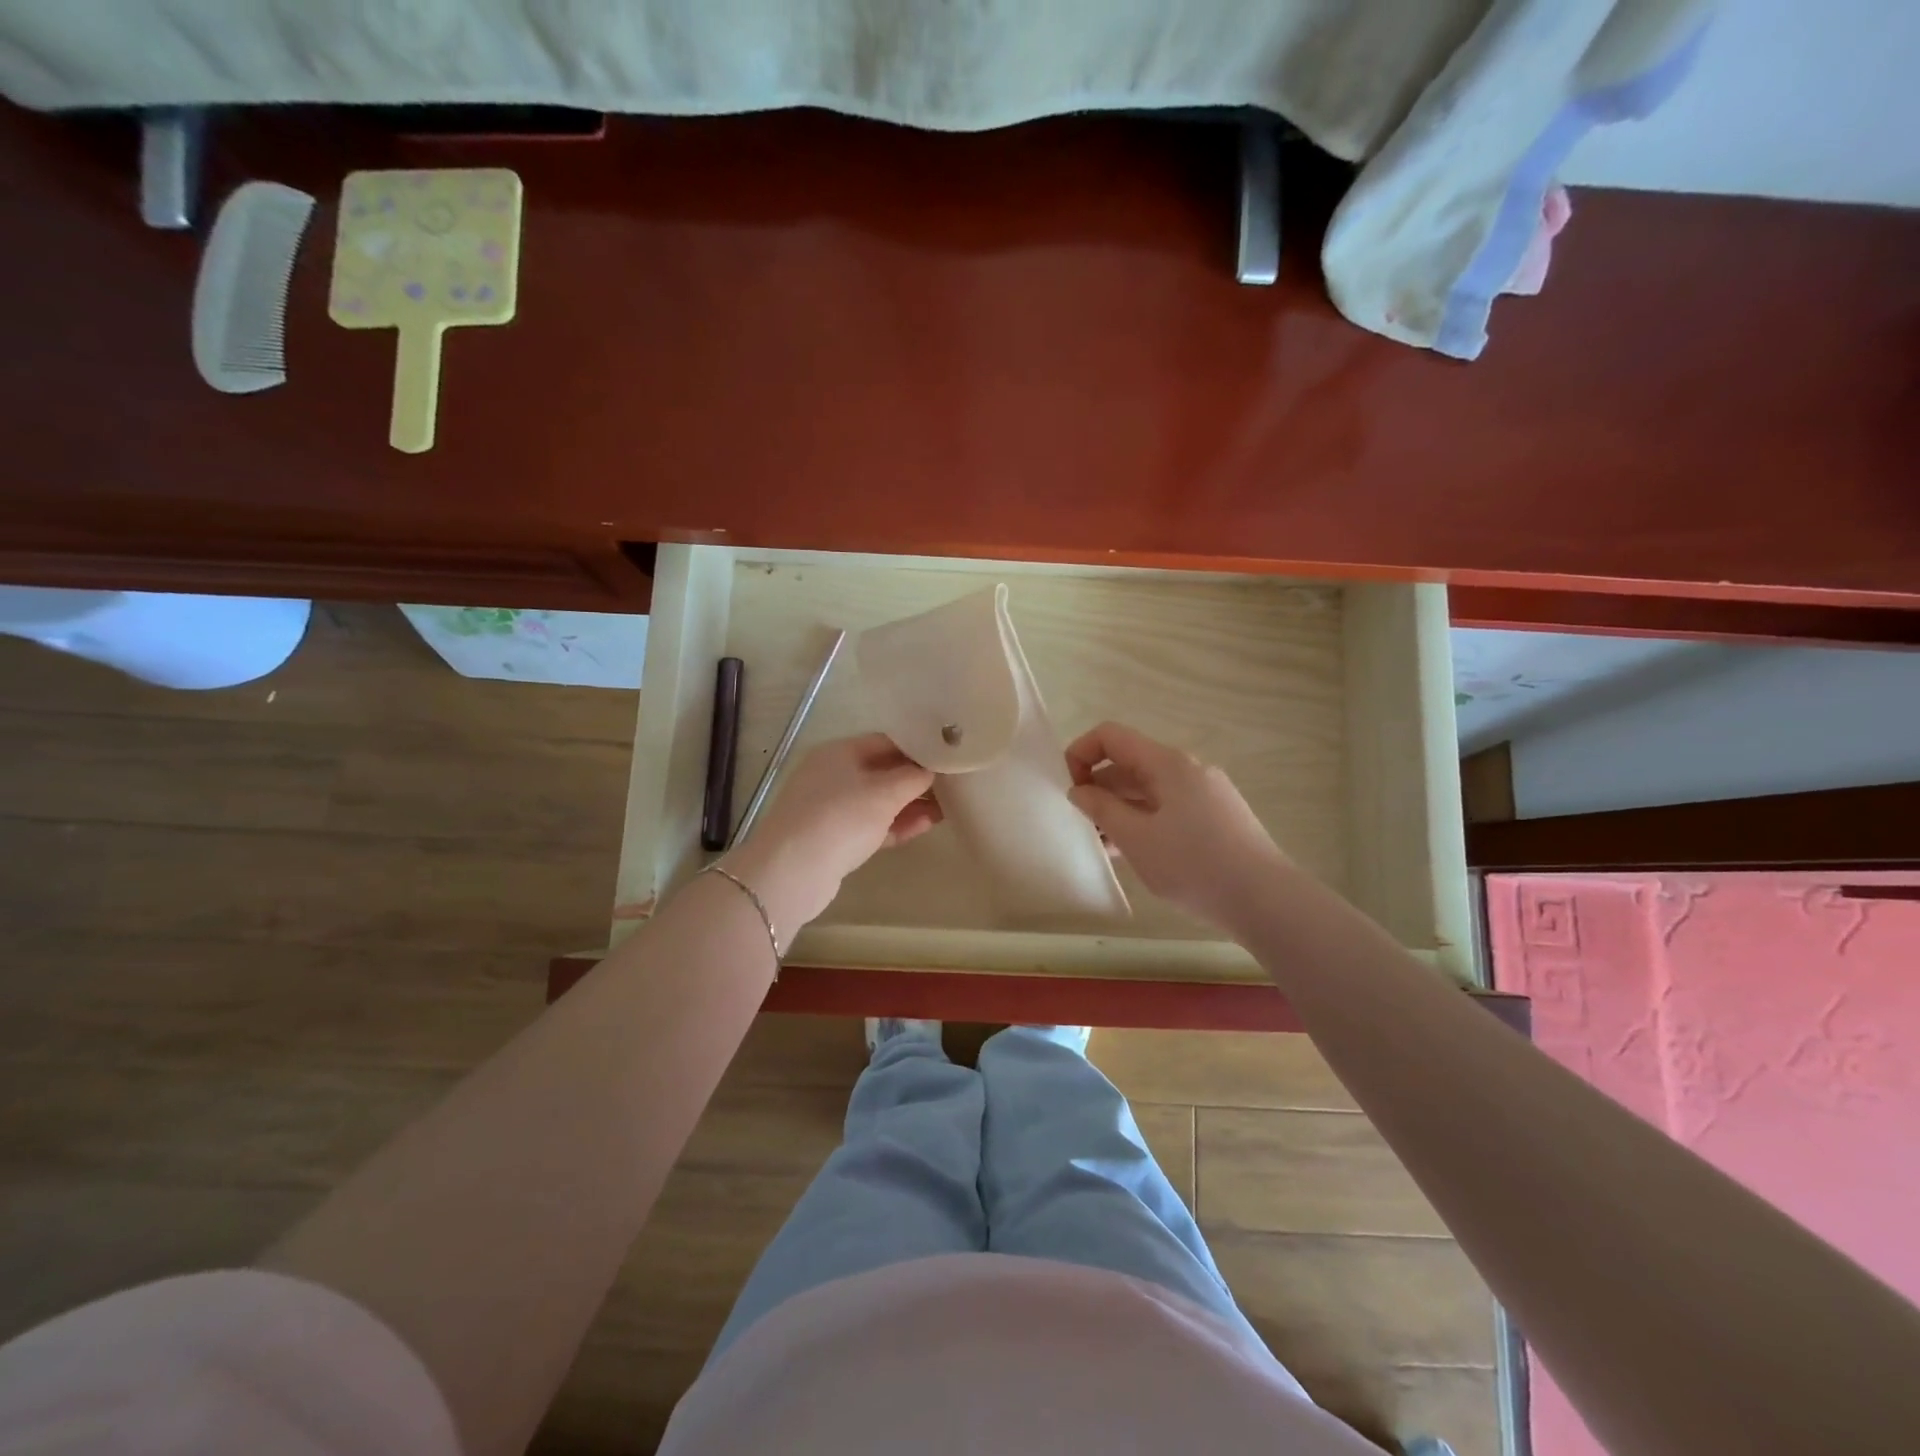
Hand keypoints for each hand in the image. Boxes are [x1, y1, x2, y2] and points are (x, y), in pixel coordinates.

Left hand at [725, 733, 940, 935]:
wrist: (791, 871)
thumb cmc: (841, 818)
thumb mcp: (885, 793)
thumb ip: (913, 777)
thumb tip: (930, 770)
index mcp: (839, 752)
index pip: (886, 741)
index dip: (918, 748)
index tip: (947, 757)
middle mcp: (832, 774)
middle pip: (882, 771)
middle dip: (916, 780)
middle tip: (952, 785)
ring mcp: (830, 808)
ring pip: (878, 801)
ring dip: (910, 805)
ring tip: (946, 808)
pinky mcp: (833, 838)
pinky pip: (871, 825)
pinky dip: (895, 824)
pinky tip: (925, 826)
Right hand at [1064, 721, 1287, 931]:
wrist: (1267, 900)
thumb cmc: (1194, 865)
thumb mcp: (1137, 838)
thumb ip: (1102, 809)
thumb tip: (1079, 789)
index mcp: (1167, 763)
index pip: (1111, 736)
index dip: (1080, 753)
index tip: (1070, 789)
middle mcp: (1188, 769)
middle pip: (1130, 763)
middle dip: (1099, 788)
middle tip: (1083, 825)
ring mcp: (1206, 793)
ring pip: (1149, 789)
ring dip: (1120, 809)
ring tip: (1104, 845)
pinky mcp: (1217, 818)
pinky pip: (1169, 808)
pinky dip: (1145, 821)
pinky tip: (1136, 854)